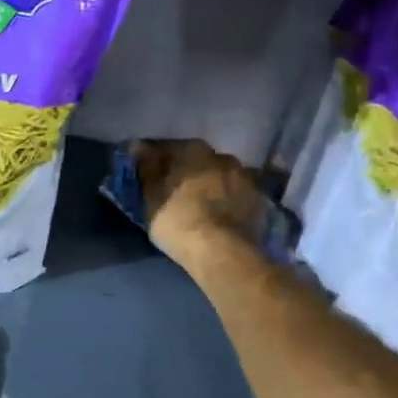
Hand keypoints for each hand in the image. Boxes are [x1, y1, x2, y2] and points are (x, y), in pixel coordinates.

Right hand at [134, 138, 267, 271]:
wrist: (222, 251)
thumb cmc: (177, 220)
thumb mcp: (151, 196)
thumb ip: (147, 168)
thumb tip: (138, 145)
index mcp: (193, 150)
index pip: (169, 148)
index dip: (157, 162)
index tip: (150, 177)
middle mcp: (222, 156)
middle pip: (199, 161)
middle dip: (187, 172)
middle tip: (175, 192)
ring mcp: (245, 177)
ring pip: (221, 176)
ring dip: (210, 185)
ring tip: (200, 205)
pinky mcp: (259, 200)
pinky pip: (237, 195)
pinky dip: (228, 201)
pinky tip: (220, 216)